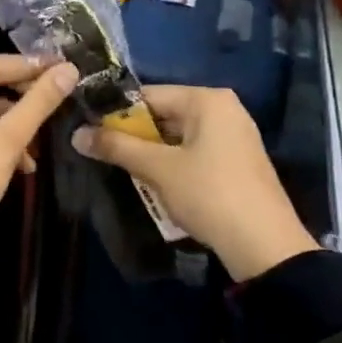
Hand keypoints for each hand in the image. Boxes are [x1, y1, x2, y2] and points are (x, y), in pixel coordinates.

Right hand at [71, 85, 317, 281]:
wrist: (265, 247)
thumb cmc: (209, 194)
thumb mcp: (157, 169)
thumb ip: (116, 147)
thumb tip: (76, 135)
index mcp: (207, 100)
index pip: (148, 95)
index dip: (116, 114)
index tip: (90, 133)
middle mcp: (224, 110)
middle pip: (164, 114)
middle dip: (133, 135)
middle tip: (103, 154)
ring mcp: (234, 136)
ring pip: (177, 136)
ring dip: (151, 153)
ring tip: (124, 170)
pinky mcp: (236, 162)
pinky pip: (194, 152)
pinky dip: (172, 164)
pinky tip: (155, 183)